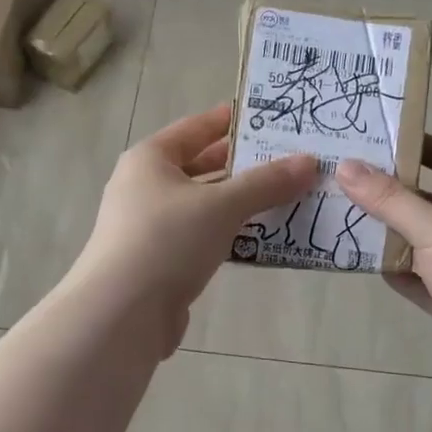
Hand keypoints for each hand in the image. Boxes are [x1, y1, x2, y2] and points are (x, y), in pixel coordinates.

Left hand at [69, 104, 316, 355]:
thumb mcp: (222, 205)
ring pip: (204, 205)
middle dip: (244, 166)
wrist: (122, 314)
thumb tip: (310, 162)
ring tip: (288, 197)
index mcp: (150, 160)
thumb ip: (267, 183)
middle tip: (289, 160)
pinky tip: (262, 238)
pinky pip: (203, 237)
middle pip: (202, 167)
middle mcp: (146, 187)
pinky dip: (230, 234)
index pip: (195, 128)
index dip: (230, 121)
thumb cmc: (167, 241)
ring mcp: (151, 226)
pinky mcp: (161, 261)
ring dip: (241, 203)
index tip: (268, 117)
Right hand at [339, 137, 431, 401]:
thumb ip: (391, 200)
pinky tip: (367, 263)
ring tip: (349, 216)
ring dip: (395, 235)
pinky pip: (422, 281)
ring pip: (427, 245)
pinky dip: (399, 272)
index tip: (389, 141)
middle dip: (401, 194)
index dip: (430, 149)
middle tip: (355, 181)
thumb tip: (347, 166)